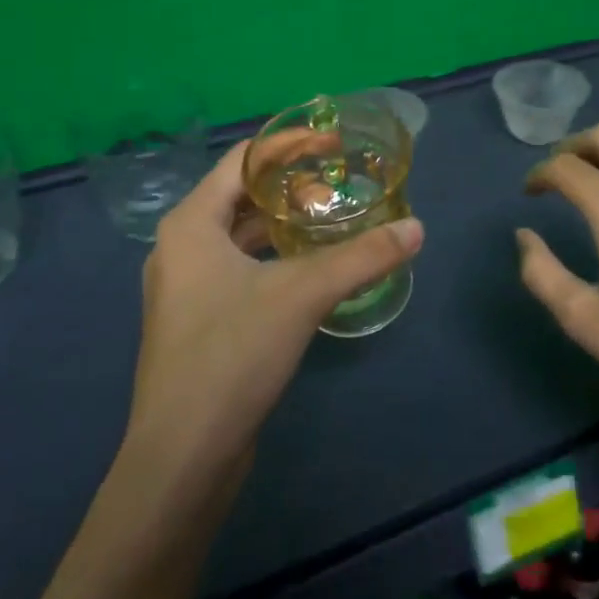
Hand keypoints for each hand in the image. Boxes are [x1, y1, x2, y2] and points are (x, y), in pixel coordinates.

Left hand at [124, 139, 423, 474]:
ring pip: (240, 234)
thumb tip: (417, 230)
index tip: (334, 141)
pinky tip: (309, 268)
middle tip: (340, 183)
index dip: (289, 144)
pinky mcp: (197, 321)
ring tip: (330, 219)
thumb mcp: (303, 294)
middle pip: (240, 194)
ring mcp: (185, 287)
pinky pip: (239, 267)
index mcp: (191, 224)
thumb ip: (362, 257)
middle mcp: (181, 247)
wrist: (182, 458)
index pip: (243, 160)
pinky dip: (274, 255)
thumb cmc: (231, 355)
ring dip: (283, 221)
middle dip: (290, 184)